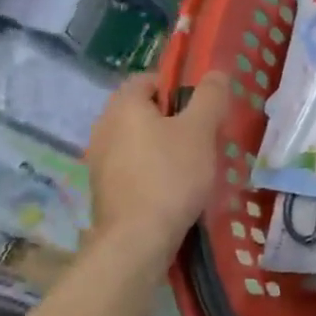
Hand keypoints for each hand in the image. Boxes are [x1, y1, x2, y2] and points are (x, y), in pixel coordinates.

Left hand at [84, 72, 231, 281]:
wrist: (137, 241)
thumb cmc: (170, 175)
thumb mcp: (200, 130)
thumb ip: (210, 97)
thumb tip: (215, 74)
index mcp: (123, 106)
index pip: (148, 79)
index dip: (177, 86)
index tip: (201, 107)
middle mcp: (103, 128)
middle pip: (142, 111)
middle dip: (172, 119)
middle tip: (202, 135)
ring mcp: (99, 162)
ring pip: (138, 141)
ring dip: (162, 147)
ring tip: (192, 165)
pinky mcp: (104, 191)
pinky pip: (132, 168)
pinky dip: (152, 171)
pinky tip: (173, 189)